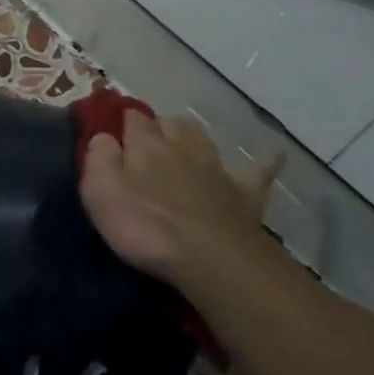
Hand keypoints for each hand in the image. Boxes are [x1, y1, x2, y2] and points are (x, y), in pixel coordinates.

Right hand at [79, 112, 279, 287]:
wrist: (210, 257)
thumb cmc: (146, 226)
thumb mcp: (100, 192)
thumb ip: (98, 157)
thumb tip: (103, 136)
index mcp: (146, 145)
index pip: (132, 117)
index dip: (123, 121)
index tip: (114, 130)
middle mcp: (183, 147)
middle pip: (171, 123)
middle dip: (159, 127)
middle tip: (147, 145)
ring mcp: (217, 169)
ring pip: (204, 140)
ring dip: (193, 137)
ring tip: (184, 144)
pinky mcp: (245, 195)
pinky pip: (258, 172)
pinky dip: (265, 162)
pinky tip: (275, 156)